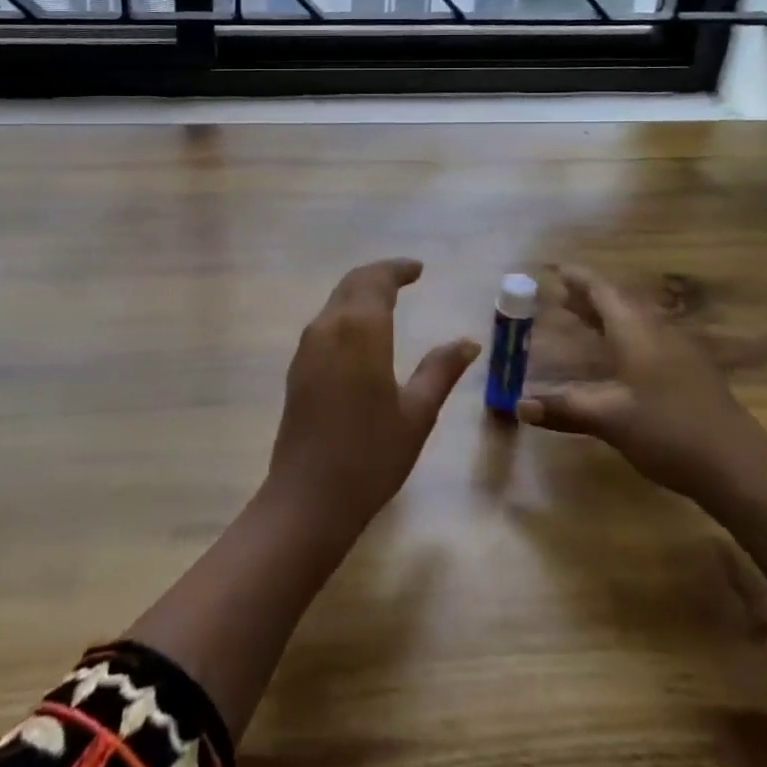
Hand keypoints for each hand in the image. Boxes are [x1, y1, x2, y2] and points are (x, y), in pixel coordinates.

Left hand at [265, 259, 479, 536]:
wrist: (309, 497)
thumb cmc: (371, 455)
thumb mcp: (417, 413)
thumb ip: (441, 370)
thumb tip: (468, 342)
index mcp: (360, 330)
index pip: (377, 281)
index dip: (397, 269)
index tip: (418, 269)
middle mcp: (328, 327)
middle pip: (352, 284)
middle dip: (378, 275)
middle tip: (405, 277)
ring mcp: (307, 347)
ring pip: (335, 302)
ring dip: (360, 292)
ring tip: (387, 300)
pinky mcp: (298, 368)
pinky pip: (324, 323)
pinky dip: (346, 313)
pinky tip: (361, 333)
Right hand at [517, 265, 766, 501]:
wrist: (740, 469)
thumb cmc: (668, 432)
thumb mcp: (609, 420)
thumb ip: (564, 408)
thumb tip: (518, 405)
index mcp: (636, 331)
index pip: (602, 291)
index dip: (578, 279)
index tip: (556, 270)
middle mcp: (658, 332)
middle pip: (620, 303)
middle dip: (590, 297)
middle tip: (561, 295)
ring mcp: (680, 352)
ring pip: (637, 322)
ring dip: (608, 317)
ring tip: (583, 320)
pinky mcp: (692, 374)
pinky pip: (649, 339)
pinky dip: (624, 337)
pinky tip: (619, 358)